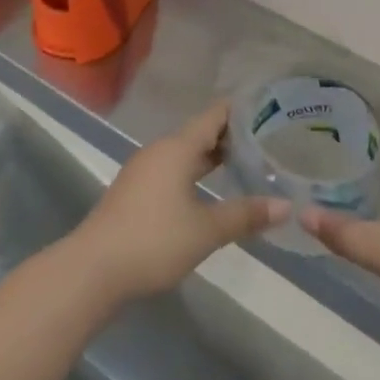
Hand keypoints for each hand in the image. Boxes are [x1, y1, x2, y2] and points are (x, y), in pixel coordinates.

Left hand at [65, 105, 289, 304]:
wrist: (93, 269)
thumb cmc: (154, 240)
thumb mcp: (206, 230)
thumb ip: (245, 215)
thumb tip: (286, 206)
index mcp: (177, 148)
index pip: (214, 116)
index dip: (240, 111)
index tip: (268, 110)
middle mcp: (160, 150)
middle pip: (200, 133)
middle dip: (231, 137)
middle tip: (267, 142)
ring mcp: (144, 170)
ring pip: (185, 153)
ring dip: (212, 157)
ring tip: (244, 165)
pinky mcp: (135, 191)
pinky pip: (172, 169)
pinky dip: (195, 172)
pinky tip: (209, 191)